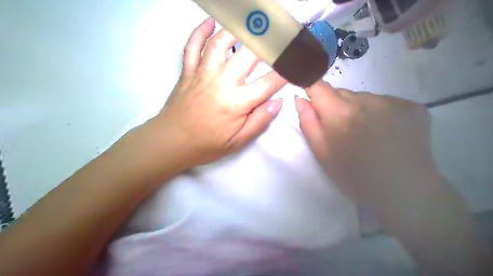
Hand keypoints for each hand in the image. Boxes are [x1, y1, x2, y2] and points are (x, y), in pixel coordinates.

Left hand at [153, 20, 287, 166]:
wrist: (171, 142)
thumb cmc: (206, 145)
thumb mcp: (237, 141)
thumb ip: (259, 121)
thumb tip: (277, 102)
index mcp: (236, 102)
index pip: (268, 82)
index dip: (285, 73)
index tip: (295, 65)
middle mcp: (221, 82)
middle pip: (248, 54)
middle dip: (268, 44)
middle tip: (279, 37)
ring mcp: (202, 73)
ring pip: (220, 43)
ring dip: (237, 31)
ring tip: (250, 27)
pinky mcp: (188, 71)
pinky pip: (192, 46)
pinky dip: (200, 31)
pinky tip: (210, 23)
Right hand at [292, 82, 434, 208]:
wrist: (403, 191)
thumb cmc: (354, 177)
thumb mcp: (322, 154)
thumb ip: (308, 123)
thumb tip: (300, 98)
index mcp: (340, 114)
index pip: (319, 86)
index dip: (312, 90)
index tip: (313, 101)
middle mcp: (366, 100)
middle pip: (341, 93)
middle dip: (336, 106)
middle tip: (343, 130)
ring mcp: (393, 102)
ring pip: (364, 97)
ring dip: (359, 109)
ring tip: (366, 133)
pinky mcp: (413, 106)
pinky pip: (385, 102)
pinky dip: (380, 112)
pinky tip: (386, 132)